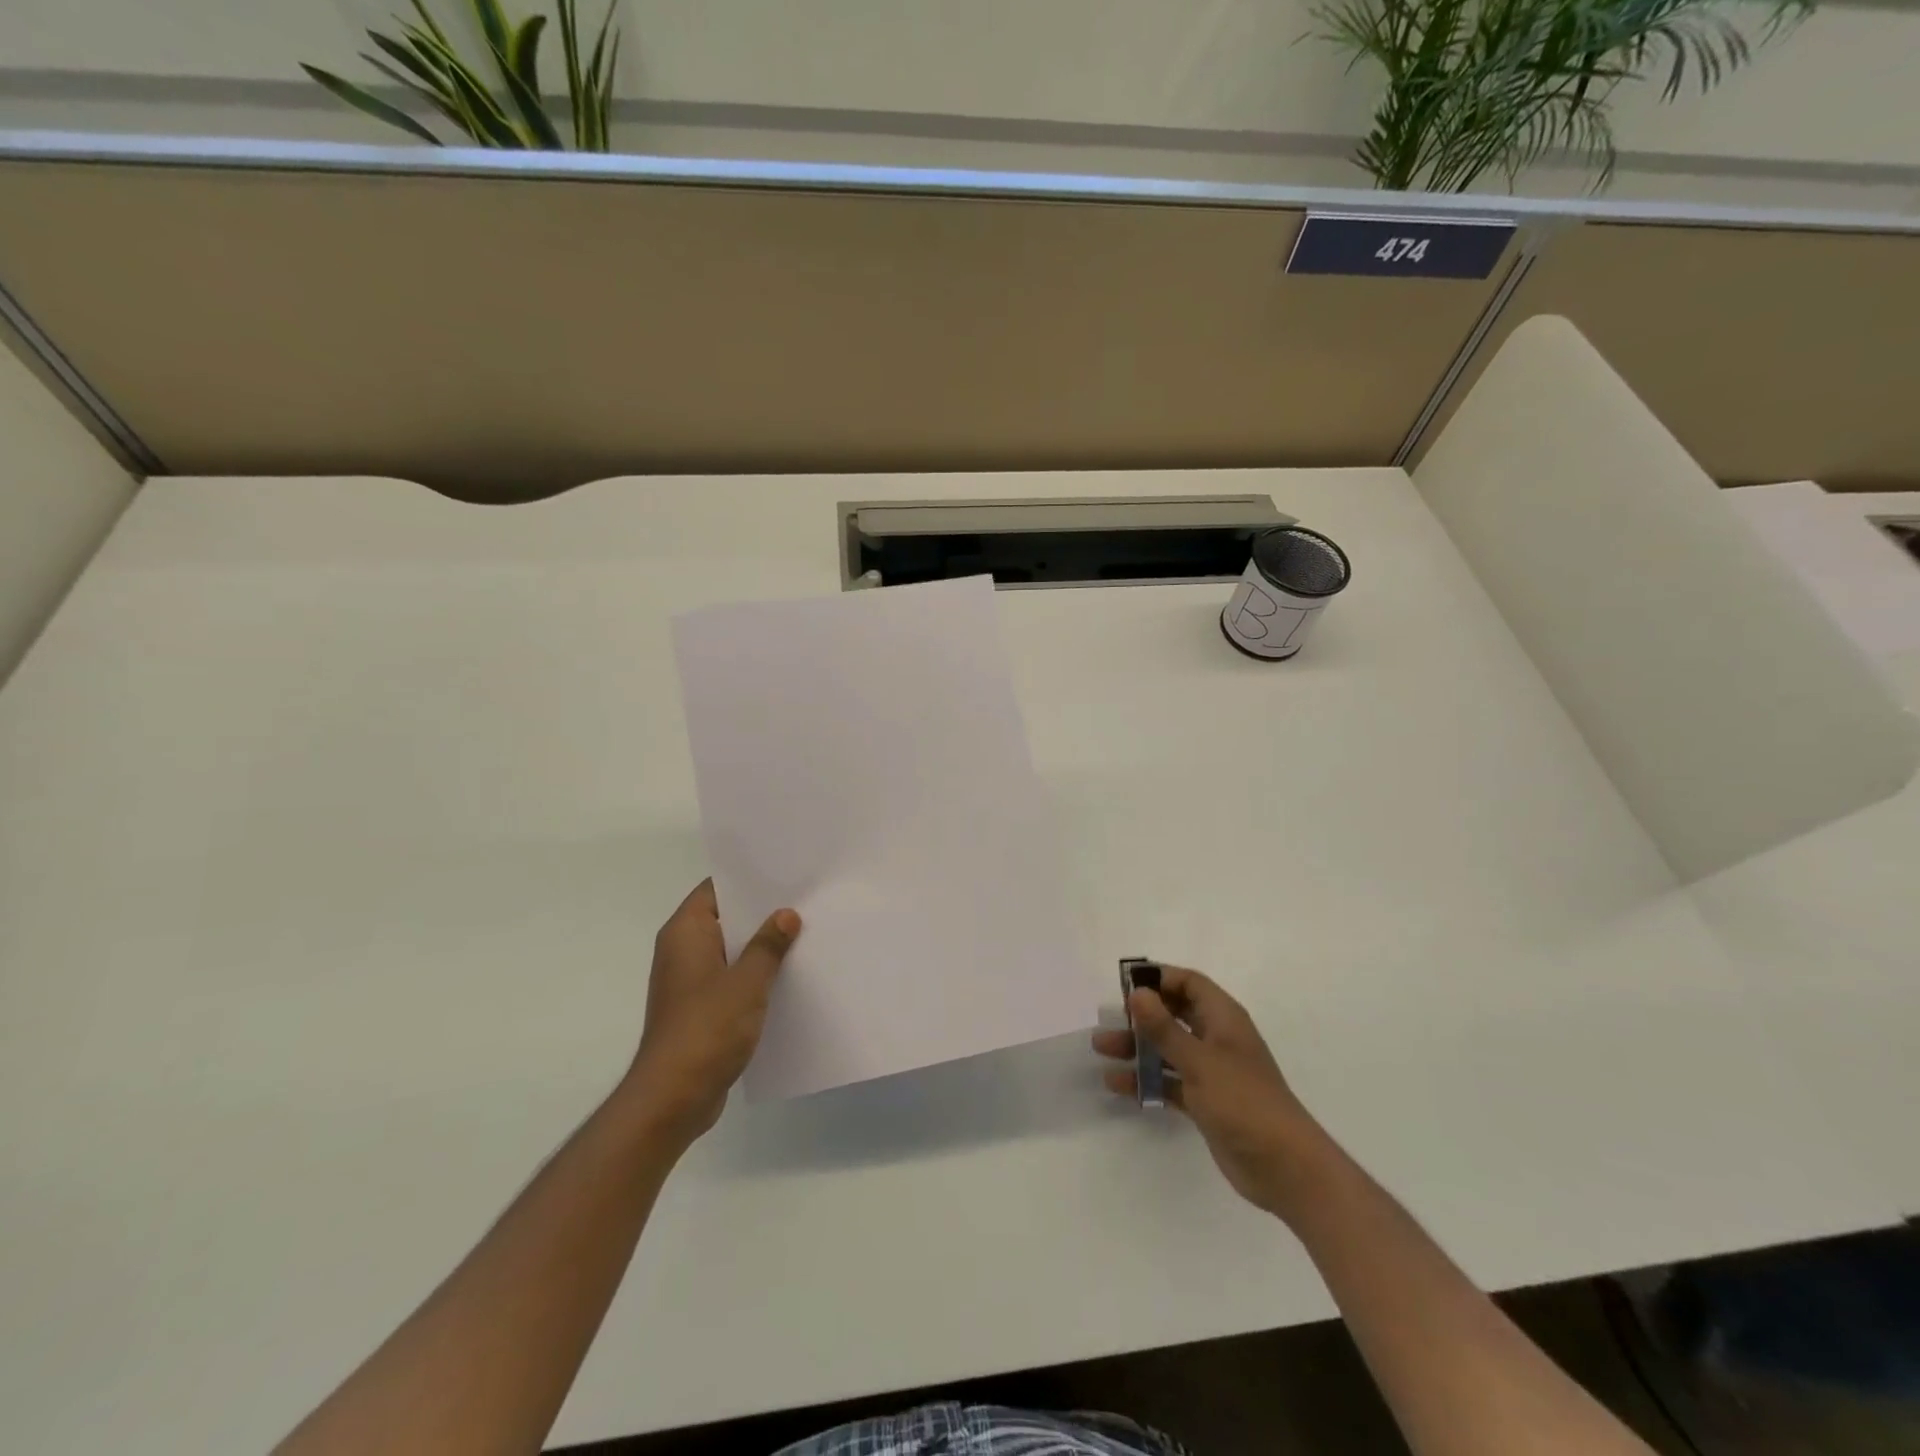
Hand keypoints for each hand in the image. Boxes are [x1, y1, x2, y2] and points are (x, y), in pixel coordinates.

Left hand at [622, 880, 800, 1145]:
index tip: (784, 873)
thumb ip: (769, 945)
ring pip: (731, 951)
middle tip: (804, 901)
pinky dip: (754, 975)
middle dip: (762, 913)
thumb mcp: (747, 981)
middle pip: (726, 919)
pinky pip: (731, 979)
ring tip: (804, 935)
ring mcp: (690, 981)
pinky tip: (788, 977)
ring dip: (761, 947)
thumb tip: (787, 914)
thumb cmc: (707, 1029)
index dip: (748, 879)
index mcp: (686, 933)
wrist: (673, 1097)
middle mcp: (682, 950)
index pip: (716, 889)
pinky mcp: (699, 1009)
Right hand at [1092, 966, 1333, 1219]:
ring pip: (1167, 1048)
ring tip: (1101, 1048)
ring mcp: (1211, 1071)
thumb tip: (1137, 992)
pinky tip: (1117, 1084)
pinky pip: (1169, 1081)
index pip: (1189, 983)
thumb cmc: (1244, 1101)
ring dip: (1137, 1047)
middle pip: (1174, 1013)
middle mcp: (1216, 1039)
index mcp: (1223, 1018)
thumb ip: (1165, 1028)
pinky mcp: (1205, 1101)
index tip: (1125, 985)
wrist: (1284, 1168)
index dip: (1159, 978)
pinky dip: (1146, 1080)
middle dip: (1141, 1014)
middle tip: (1109, 1018)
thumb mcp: (1199, 1061)